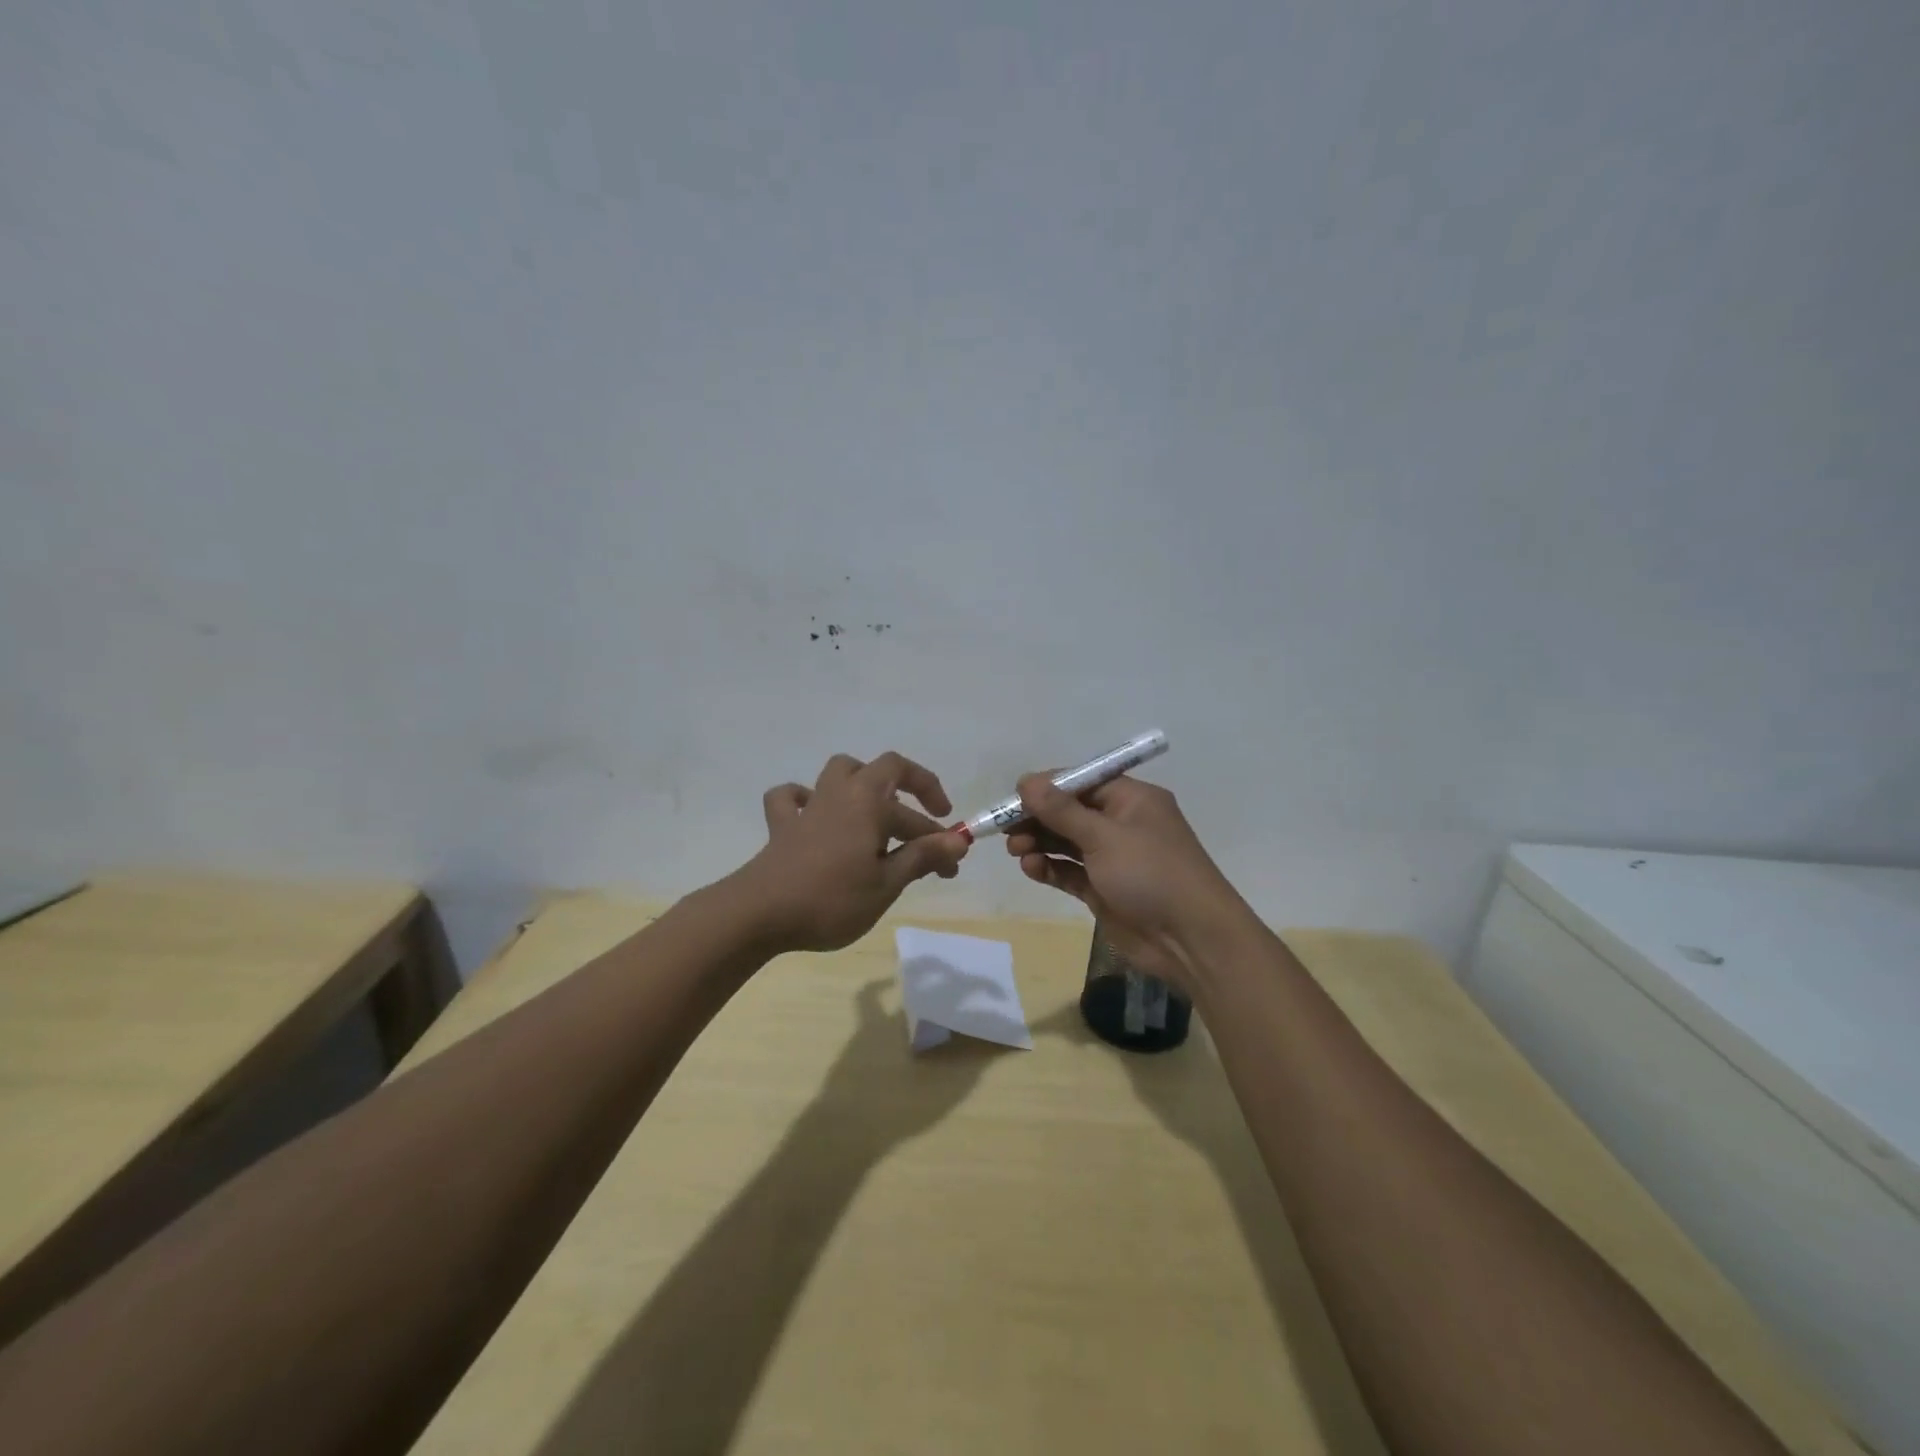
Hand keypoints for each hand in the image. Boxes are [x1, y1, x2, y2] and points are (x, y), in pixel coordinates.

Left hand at [738, 752, 969, 952]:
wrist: (760, 913)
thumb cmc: (831, 899)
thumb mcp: (886, 884)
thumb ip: (922, 858)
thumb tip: (959, 841)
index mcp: (870, 804)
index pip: (917, 816)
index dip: (940, 839)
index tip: (952, 865)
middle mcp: (842, 793)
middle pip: (883, 769)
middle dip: (913, 787)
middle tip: (928, 818)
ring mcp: (809, 806)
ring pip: (839, 772)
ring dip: (863, 781)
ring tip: (876, 807)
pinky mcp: (782, 826)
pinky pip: (791, 798)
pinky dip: (805, 799)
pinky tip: (814, 814)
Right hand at [1006, 774, 1247, 991]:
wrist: (1191, 940)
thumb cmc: (1151, 874)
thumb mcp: (1104, 836)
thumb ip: (1061, 810)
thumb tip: (1026, 781)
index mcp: (1131, 799)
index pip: (1081, 782)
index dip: (1046, 787)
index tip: (1013, 797)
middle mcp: (1121, 823)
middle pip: (1069, 812)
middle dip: (1037, 818)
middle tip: (1006, 829)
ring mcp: (1112, 858)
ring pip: (1066, 842)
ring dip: (1039, 843)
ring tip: (1016, 851)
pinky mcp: (1103, 889)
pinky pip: (1069, 871)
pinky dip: (1049, 868)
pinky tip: (1031, 868)